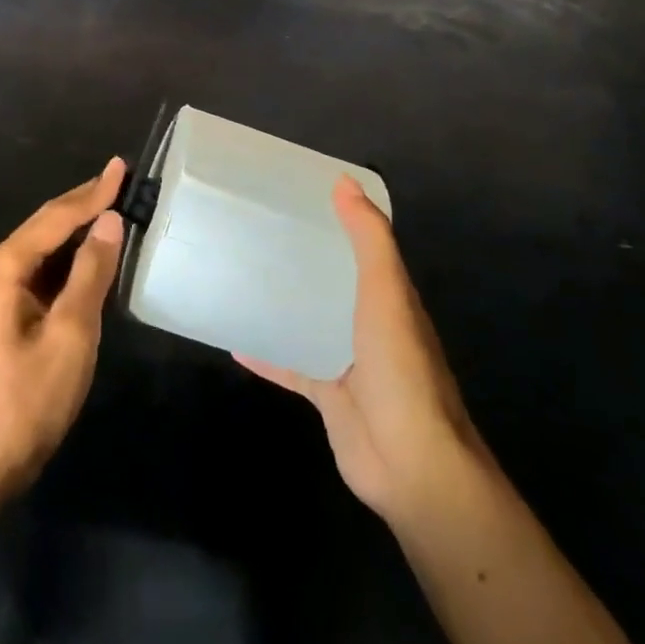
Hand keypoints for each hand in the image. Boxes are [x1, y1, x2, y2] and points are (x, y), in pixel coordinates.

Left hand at [0, 158, 127, 502]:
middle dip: (84, 202)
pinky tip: (94, 250)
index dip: (92, 192)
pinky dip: (70, 257)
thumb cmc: (28, 401)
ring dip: (78, 227)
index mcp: (1, 269)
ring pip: (44, 247)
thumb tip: (110, 221)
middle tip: (121, 177)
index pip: (55, 217)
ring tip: (114, 202)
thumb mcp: (70, 333)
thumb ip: (91, 272)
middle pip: (45, 225)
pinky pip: (41, 271)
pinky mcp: (3, 312)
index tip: (121, 166)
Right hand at [237, 177, 483, 527]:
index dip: (336, 218)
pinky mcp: (328, 394)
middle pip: (332, 280)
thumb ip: (369, 239)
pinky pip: (291, 365)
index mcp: (389, 294)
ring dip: (283, 302)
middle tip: (255, 230)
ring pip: (310, 321)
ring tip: (240, 275)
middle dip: (302, 257)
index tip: (295, 194)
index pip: (362, 244)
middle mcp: (370, 322)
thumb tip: (344, 181)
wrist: (410, 462)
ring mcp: (348, 359)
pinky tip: (234, 340)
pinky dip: (266, 353)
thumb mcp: (386, 293)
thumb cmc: (400, 368)